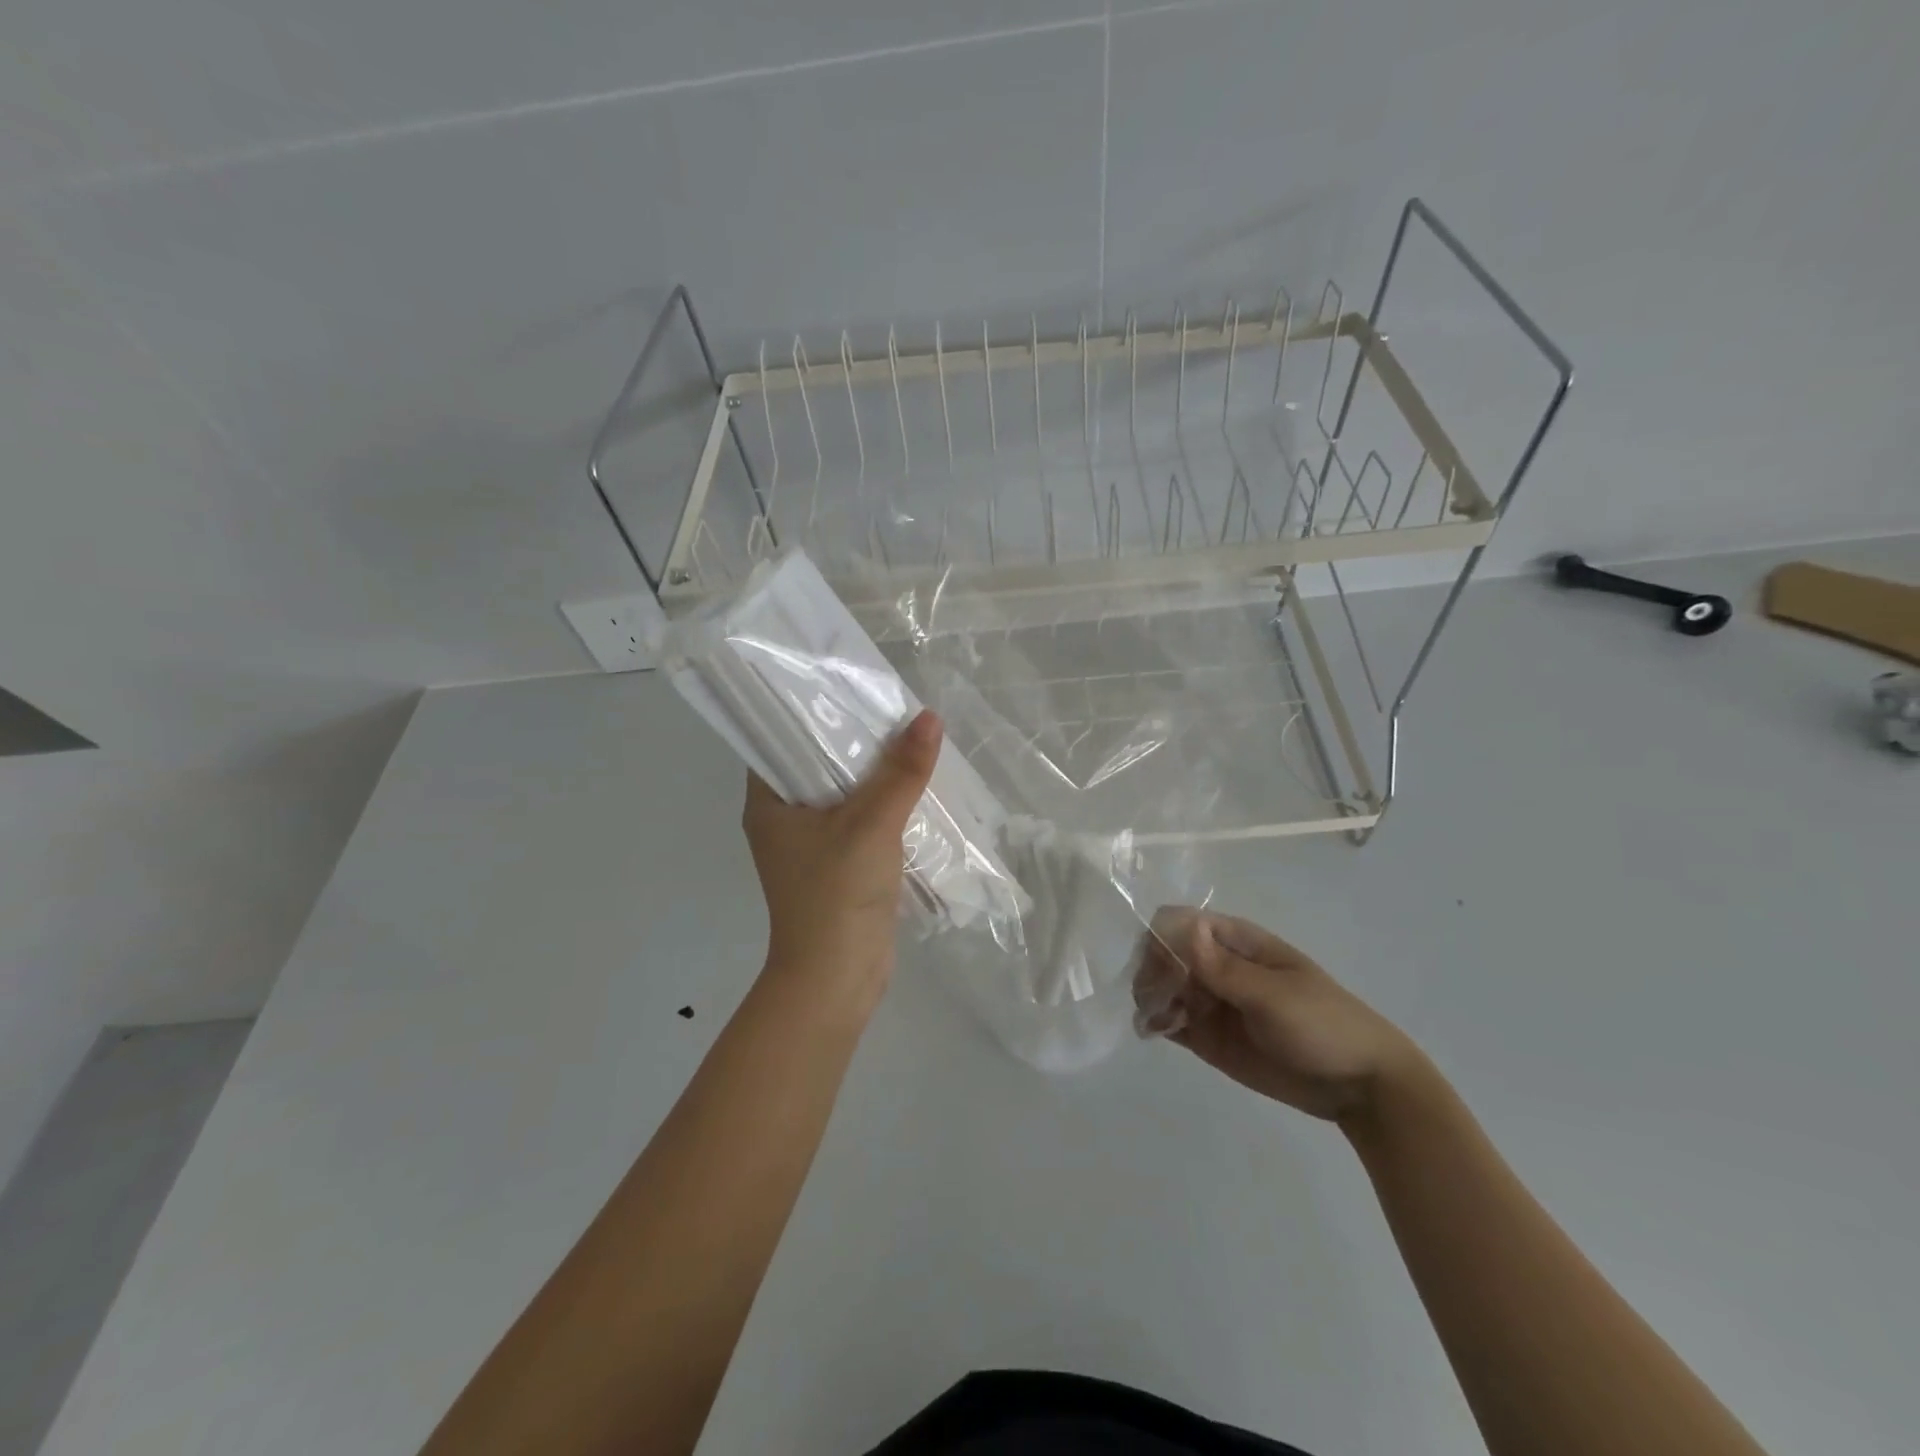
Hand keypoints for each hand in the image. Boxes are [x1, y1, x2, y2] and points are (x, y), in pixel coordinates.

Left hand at [742, 711, 941, 1006]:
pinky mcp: (837, 866)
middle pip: (816, 765)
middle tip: (889, 710)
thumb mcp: (872, 823)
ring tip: (907, 740)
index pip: (780, 740)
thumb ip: (901, 772)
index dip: (811, 712)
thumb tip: (929, 718)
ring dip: (872, 775)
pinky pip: (859, 821)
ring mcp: (809, 846)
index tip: (847, 689)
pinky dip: (881, 805)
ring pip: (842, 795)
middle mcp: (782, 820)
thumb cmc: (837, 894)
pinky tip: (912, 788)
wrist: (836, 978)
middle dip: (853, 742)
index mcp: (768, 804)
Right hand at [1136, 907, 1424, 1124]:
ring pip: (1161, 986)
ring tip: (1158, 1021)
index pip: (1179, 923)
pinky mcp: (1206, 1034)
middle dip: (1151, 972)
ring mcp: (1210, 1000)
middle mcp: (1215, 964)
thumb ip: (1225, 968)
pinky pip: (1168, 1019)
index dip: (1162, 940)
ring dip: (1149, 997)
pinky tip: (1153, 1032)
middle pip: (1163, 953)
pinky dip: (1153, 1021)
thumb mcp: (1274, 995)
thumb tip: (1185, 927)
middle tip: (1157, 1002)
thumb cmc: (1323, 1024)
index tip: (1164, 970)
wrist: (1358, 1085)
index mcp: (1235, 941)